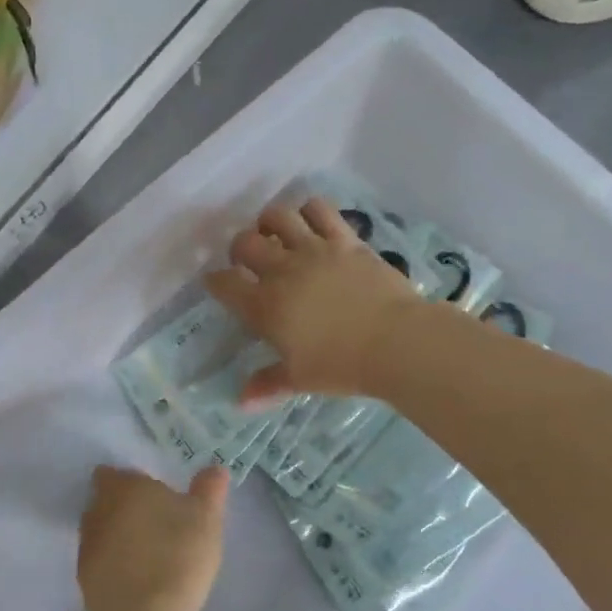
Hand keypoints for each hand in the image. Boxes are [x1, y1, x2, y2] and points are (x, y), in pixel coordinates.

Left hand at [78, 466, 228, 610]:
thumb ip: (209, 489)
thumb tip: (215, 468)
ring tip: (147, 556)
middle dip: (122, 510)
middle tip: (153, 524)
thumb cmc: (178, 552)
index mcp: (122, 486)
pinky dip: (113, 568)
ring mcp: (86, 546)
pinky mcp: (82, 581)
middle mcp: (96, 510)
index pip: (111, 473)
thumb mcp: (206, 517)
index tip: (149, 495)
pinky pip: (99, 565)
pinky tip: (137, 583)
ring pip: (100, 533)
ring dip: (116, 539)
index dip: (127, 482)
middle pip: (103, 502)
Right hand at [204, 197, 423, 405]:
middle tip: (248, 260)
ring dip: (269, 222)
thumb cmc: (342, 365)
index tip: (218, 283)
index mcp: (264, 306)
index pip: (224, 283)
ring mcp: (313, 250)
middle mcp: (282, 270)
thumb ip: (268, 384)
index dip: (216, 281)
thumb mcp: (300, 379)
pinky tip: (311, 221)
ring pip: (277, 217)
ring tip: (275, 233)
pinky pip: (319, 209)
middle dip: (239, 249)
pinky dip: (310, 210)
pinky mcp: (344, 239)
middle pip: (244, 243)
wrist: (395, 342)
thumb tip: (241, 401)